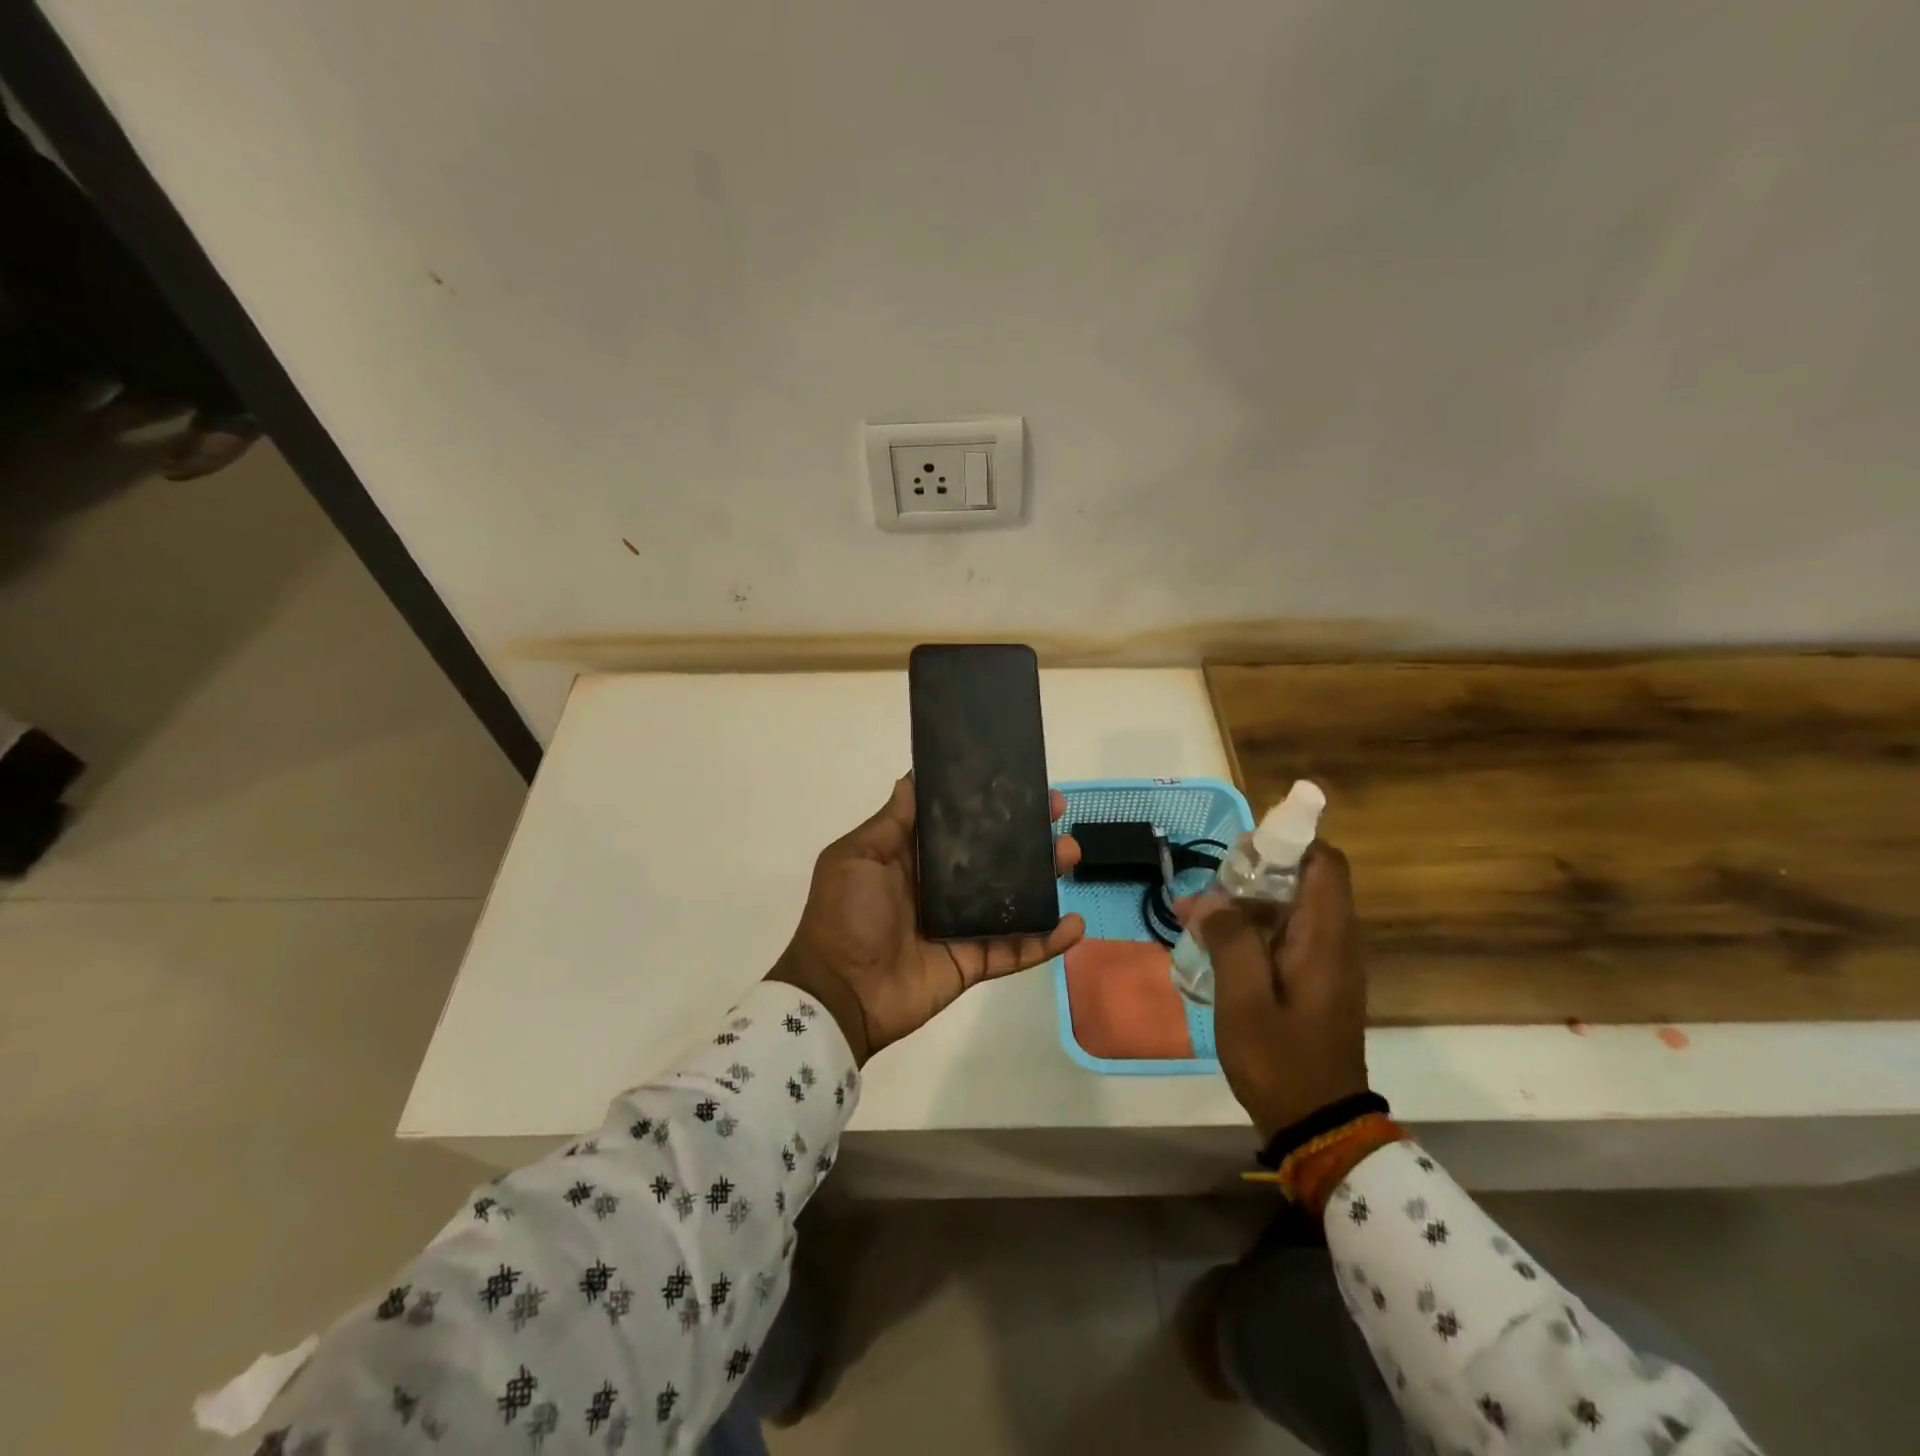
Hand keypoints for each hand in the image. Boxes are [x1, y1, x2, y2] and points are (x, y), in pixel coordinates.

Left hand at [769, 776, 1086, 1063]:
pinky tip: (1075, 924)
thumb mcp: (858, 857)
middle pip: (994, 855)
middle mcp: (942, 887)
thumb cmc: (845, 915)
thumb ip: (892, 821)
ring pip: (1013, 896)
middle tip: (1056, 812)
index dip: (987, 802)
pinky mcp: (974, 961)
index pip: (958, 823)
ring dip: (1045, 876)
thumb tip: (913, 777)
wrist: (838, 994)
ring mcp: (962, 925)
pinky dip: (1047, 939)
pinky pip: (1017, 949)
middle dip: (1026, 832)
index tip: (1018, 781)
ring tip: (1070, 854)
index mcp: (913, 858)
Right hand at [1183, 843, 1368, 1140]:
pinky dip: (1248, 932)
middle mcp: (1333, 941)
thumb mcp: (1244, 999)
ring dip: (1242, 907)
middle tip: (1204, 891)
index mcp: (1326, 937)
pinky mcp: (1312, 983)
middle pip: (1300, 882)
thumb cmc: (1281, 1059)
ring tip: (1193, 918)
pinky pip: (1282, 938)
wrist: (1317, 1126)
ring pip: (1286, 911)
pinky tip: (1210, 948)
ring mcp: (1323, 964)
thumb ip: (1230, 940)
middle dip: (1251, 876)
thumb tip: (1212, 901)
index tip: (1242, 851)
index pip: (1325, 862)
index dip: (1288, 843)